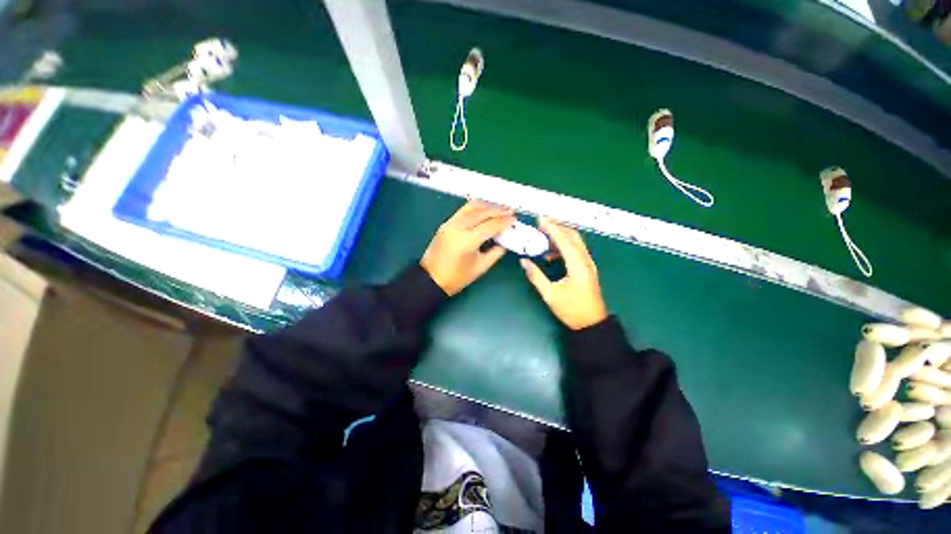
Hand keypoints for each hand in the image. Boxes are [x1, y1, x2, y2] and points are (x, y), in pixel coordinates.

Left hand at [421, 201, 514, 295]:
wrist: (431, 279)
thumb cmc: (457, 278)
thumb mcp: (480, 267)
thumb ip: (495, 252)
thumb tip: (505, 241)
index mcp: (467, 240)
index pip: (490, 225)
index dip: (504, 221)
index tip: (514, 219)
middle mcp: (458, 227)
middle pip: (482, 212)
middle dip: (498, 210)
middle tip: (511, 211)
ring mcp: (450, 223)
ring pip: (471, 207)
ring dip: (487, 205)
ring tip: (500, 207)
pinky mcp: (446, 223)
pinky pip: (463, 210)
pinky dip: (476, 207)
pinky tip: (484, 209)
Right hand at [521, 218, 607, 329]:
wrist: (591, 323)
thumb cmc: (571, 310)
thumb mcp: (550, 295)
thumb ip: (536, 276)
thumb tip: (523, 261)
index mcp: (577, 266)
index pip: (564, 241)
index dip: (552, 229)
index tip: (540, 220)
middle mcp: (585, 261)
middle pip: (573, 236)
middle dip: (558, 227)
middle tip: (541, 225)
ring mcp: (588, 264)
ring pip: (576, 242)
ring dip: (561, 236)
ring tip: (543, 238)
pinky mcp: (587, 268)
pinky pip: (576, 250)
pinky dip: (564, 246)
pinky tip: (551, 254)